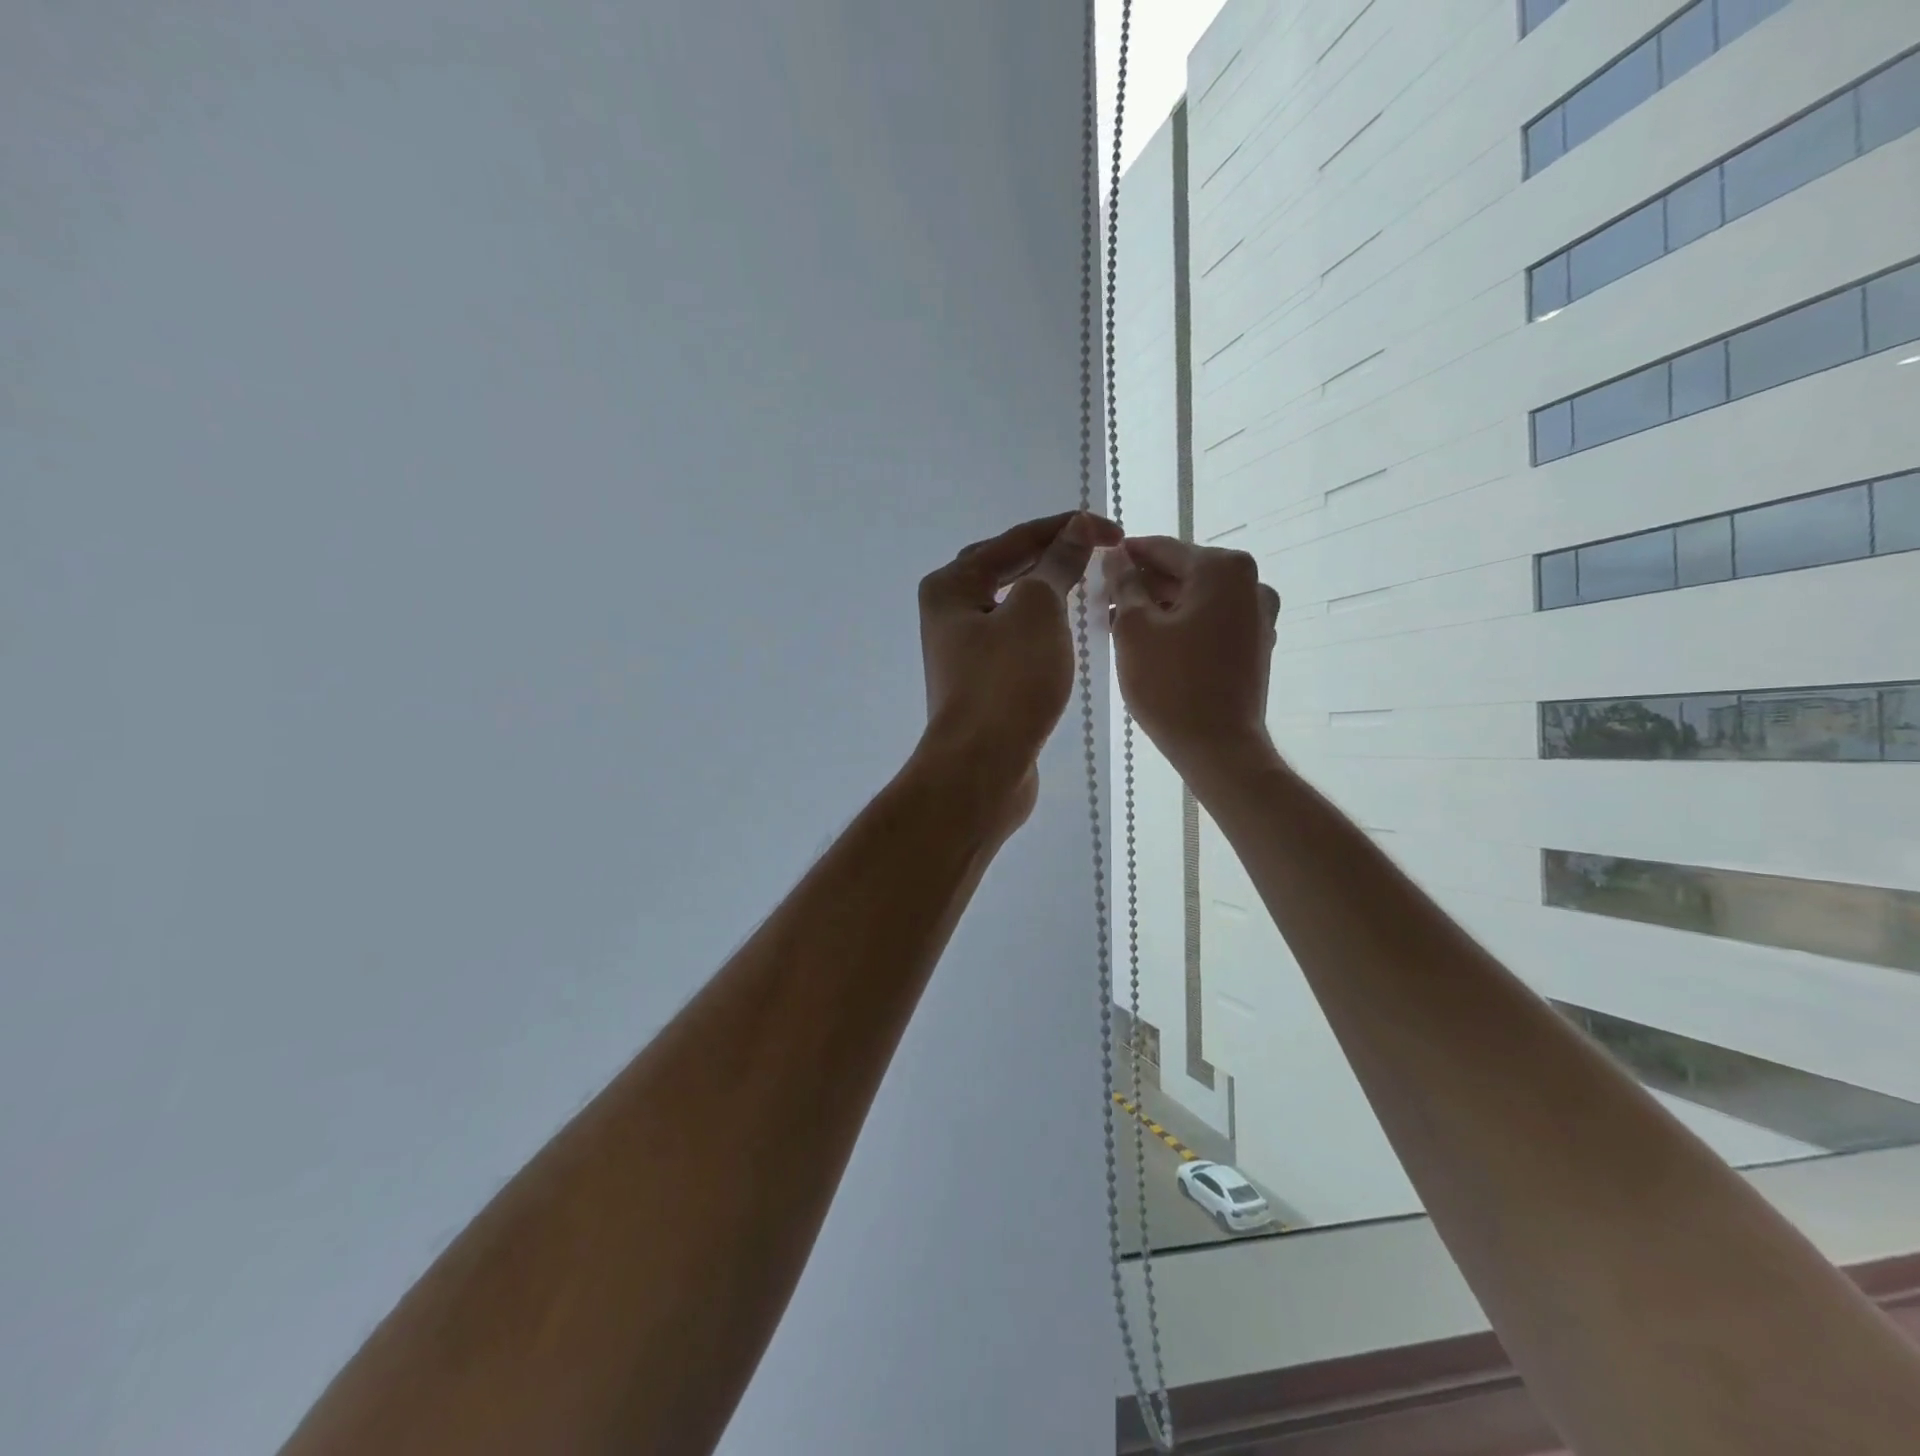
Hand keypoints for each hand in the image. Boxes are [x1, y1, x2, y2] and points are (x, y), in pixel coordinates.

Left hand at [915, 510, 1122, 832]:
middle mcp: (949, 613)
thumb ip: (1058, 564)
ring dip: (1049, 590)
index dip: (1066, 528)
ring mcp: (963, 650)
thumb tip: (1078, 528)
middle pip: (1007, 568)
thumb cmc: (1007, 682)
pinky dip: (1043, 626)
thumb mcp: (1038, 611)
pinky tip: (1067, 629)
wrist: (982, 768)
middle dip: (1054, 554)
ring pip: (1012, 606)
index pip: (1014, 540)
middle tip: (1101, 549)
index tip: (1113, 530)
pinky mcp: (982, 681)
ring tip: (1088, 580)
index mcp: (951, 586)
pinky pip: (1016, 638)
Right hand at [1105, 537, 1281, 780]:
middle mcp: (1251, 583)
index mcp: (1223, 568)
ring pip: (1197, 598)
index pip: (1163, 548)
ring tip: (1119, 622)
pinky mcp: (1255, 645)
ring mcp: (1258, 615)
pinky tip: (1151, 641)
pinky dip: (1182, 624)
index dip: (1126, 554)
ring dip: (1160, 605)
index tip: (1096, 562)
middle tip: (1103, 598)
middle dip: (1143, 583)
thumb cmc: (1170, 683)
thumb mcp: (1134, 628)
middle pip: (1183, 572)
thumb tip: (1116, 556)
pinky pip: (1211, 621)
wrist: (1218, 747)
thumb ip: (1124, 583)